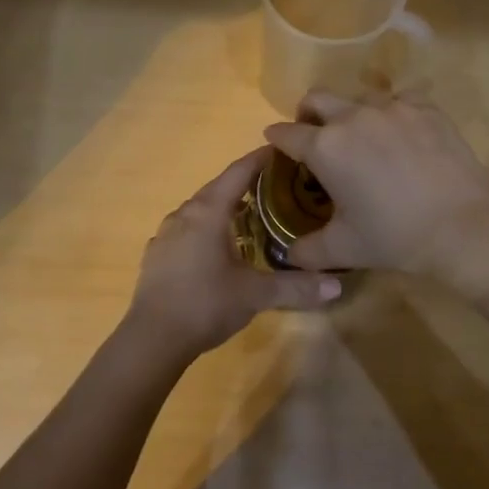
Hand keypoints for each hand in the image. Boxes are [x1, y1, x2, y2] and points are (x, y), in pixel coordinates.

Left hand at [121, 147, 341, 364]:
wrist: (152, 338)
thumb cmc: (205, 304)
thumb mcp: (255, 294)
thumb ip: (295, 286)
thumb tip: (336, 285)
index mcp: (208, 212)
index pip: (238, 172)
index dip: (260, 159)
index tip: (282, 150)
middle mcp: (184, 214)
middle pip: (218, 187)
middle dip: (246, 182)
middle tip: (275, 185)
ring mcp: (166, 234)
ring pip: (200, 209)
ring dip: (224, 206)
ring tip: (250, 214)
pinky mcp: (156, 254)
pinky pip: (186, 229)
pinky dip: (206, 228)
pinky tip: (217, 246)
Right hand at [263, 91, 488, 283]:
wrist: (464, 225)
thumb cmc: (395, 237)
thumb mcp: (343, 249)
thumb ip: (306, 251)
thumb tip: (288, 254)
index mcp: (325, 147)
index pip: (286, 134)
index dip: (276, 139)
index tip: (275, 144)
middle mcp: (352, 117)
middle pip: (316, 98)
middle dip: (307, 114)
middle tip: (314, 136)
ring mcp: (392, 107)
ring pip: (358, 97)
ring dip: (351, 113)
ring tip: (364, 140)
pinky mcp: (425, 108)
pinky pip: (399, 100)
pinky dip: (392, 115)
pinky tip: (402, 137)